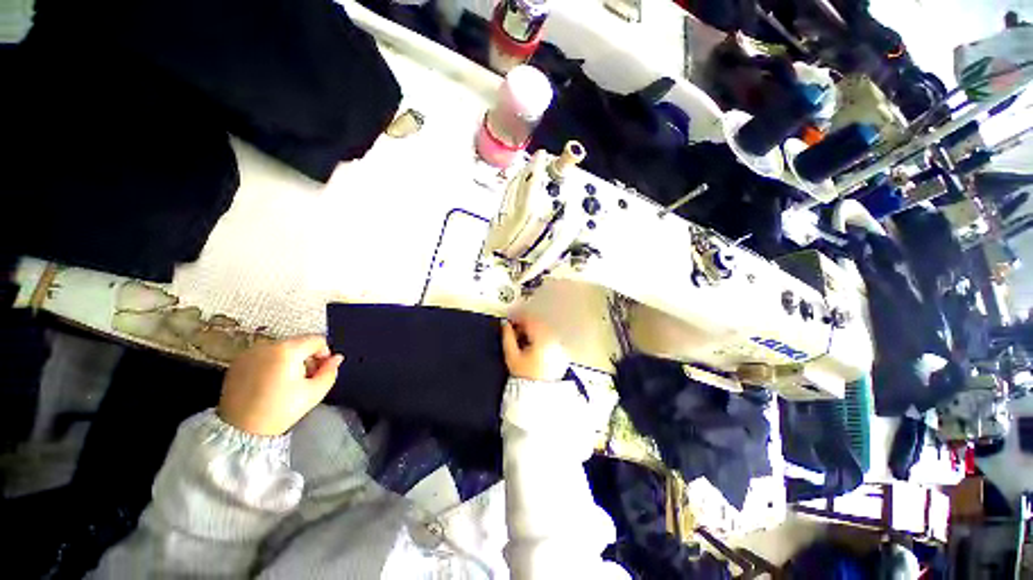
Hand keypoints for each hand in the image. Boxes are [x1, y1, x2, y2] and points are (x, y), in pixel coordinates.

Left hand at [218, 335, 343, 435]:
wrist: (241, 430)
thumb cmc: (282, 410)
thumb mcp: (315, 392)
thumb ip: (330, 371)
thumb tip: (336, 358)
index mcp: (288, 350)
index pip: (317, 340)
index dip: (324, 354)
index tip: (320, 371)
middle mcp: (267, 345)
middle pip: (299, 343)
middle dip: (307, 357)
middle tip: (305, 379)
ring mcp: (249, 353)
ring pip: (282, 348)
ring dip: (290, 360)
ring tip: (287, 382)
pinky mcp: (237, 362)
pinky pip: (264, 355)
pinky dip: (272, 363)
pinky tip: (270, 383)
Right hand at [501, 317, 568, 381]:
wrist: (538, 394)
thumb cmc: (524, 376)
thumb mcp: (512, 356)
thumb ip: (507, 337)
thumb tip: (504, 325)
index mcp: (541, 338)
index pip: (529, 320)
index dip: (517, 318)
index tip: (509, 321)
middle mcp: (552, 339)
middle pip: (537, 324)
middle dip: (525, 324)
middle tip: (514, 330)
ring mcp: (557, 345)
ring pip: (543, 330)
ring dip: (532, 331)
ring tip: (521, 340)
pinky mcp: (559, 352)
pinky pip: (548, 338)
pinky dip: (539, 338)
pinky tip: (531, 346)